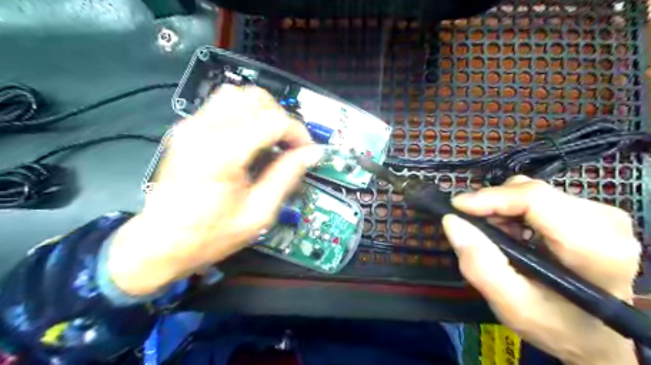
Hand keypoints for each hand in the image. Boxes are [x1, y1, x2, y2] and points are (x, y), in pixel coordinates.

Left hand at [106, 85, 322, 296]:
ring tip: (272, 139)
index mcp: (223, 154)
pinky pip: (222, 105)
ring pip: (238, 95)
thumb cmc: (209, 235)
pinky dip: (245, 115)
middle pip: (255, 99)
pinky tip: (251, 139)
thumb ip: (287, 176)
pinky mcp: (187, 130)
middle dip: (281, 118)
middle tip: (290, 145)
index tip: (307, 150)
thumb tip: (311, 154)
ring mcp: (191, 127)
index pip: (273, 121)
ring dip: (262, 112)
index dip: (297, 133)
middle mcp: (204, 131)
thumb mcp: (258, 212)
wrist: (160, 242)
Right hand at [439, 176, 639, 362]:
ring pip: (531, 191)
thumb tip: (452, 221)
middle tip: (474, 231)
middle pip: (531, 192)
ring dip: (502, 210)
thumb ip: (480, 265)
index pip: (536, 200)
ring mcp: (601, 214)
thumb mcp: (511, 305)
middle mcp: (606, 222)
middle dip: (493, 206)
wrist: (594, 334)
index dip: (491, 198)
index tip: (456, 208)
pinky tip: (511, 234)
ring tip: (495, 238)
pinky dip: (513, 211)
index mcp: (595, 248)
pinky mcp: (590, 212)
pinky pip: (537, 197)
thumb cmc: (555, 325)